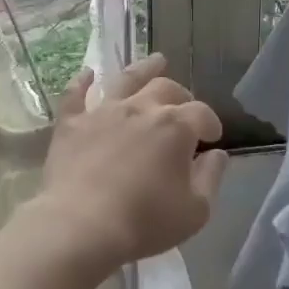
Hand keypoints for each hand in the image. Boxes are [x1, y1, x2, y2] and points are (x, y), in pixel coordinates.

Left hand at [34, 54, 227, 277]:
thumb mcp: (195, 210)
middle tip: (185, 107)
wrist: (80, 226)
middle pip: (167, 89)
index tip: (213, 138)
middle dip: (182, 96)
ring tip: (156, 61)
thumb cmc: (144, 222)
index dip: (211, 123)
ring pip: (126, 79)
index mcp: (175, 127)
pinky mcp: (72, 124)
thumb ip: (211, 177)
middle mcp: (141, 108)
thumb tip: (217, 155)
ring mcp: (103, 112)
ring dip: (144, 69)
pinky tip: (87, 73)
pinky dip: (82, 82)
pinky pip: (75, 95)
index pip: (202, 114)